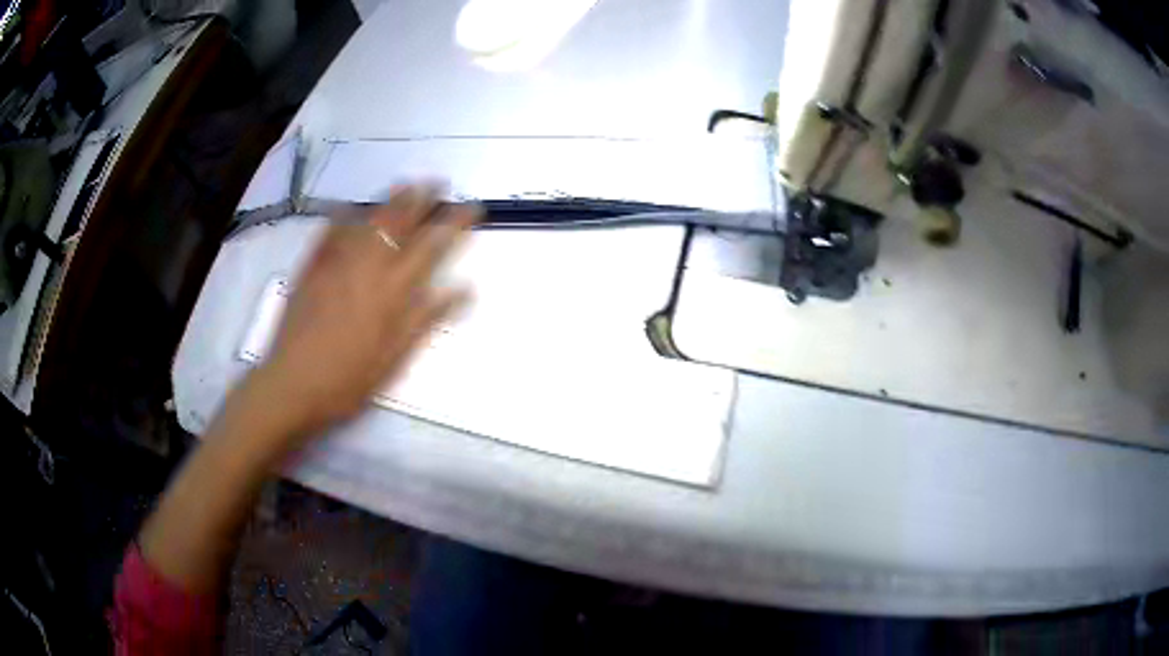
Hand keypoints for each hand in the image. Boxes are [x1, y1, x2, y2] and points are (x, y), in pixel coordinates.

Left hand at [251, 185, 479, 444]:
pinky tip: (349, 207)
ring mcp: (335, 264)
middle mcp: (367, 267)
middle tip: (437, 182)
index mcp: (392, 291)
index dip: (454, 223)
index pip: (431, 246)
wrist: (292, 385)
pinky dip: (342, 217)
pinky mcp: (310, 269)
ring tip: (404, 184)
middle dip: (421, 199)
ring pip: (366, 221)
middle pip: (398, 223)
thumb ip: (426, 318)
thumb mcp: (395, 357)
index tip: (472, 207)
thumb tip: (464, 289)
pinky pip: (329, 233)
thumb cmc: (348, 379)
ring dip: (388, 201)